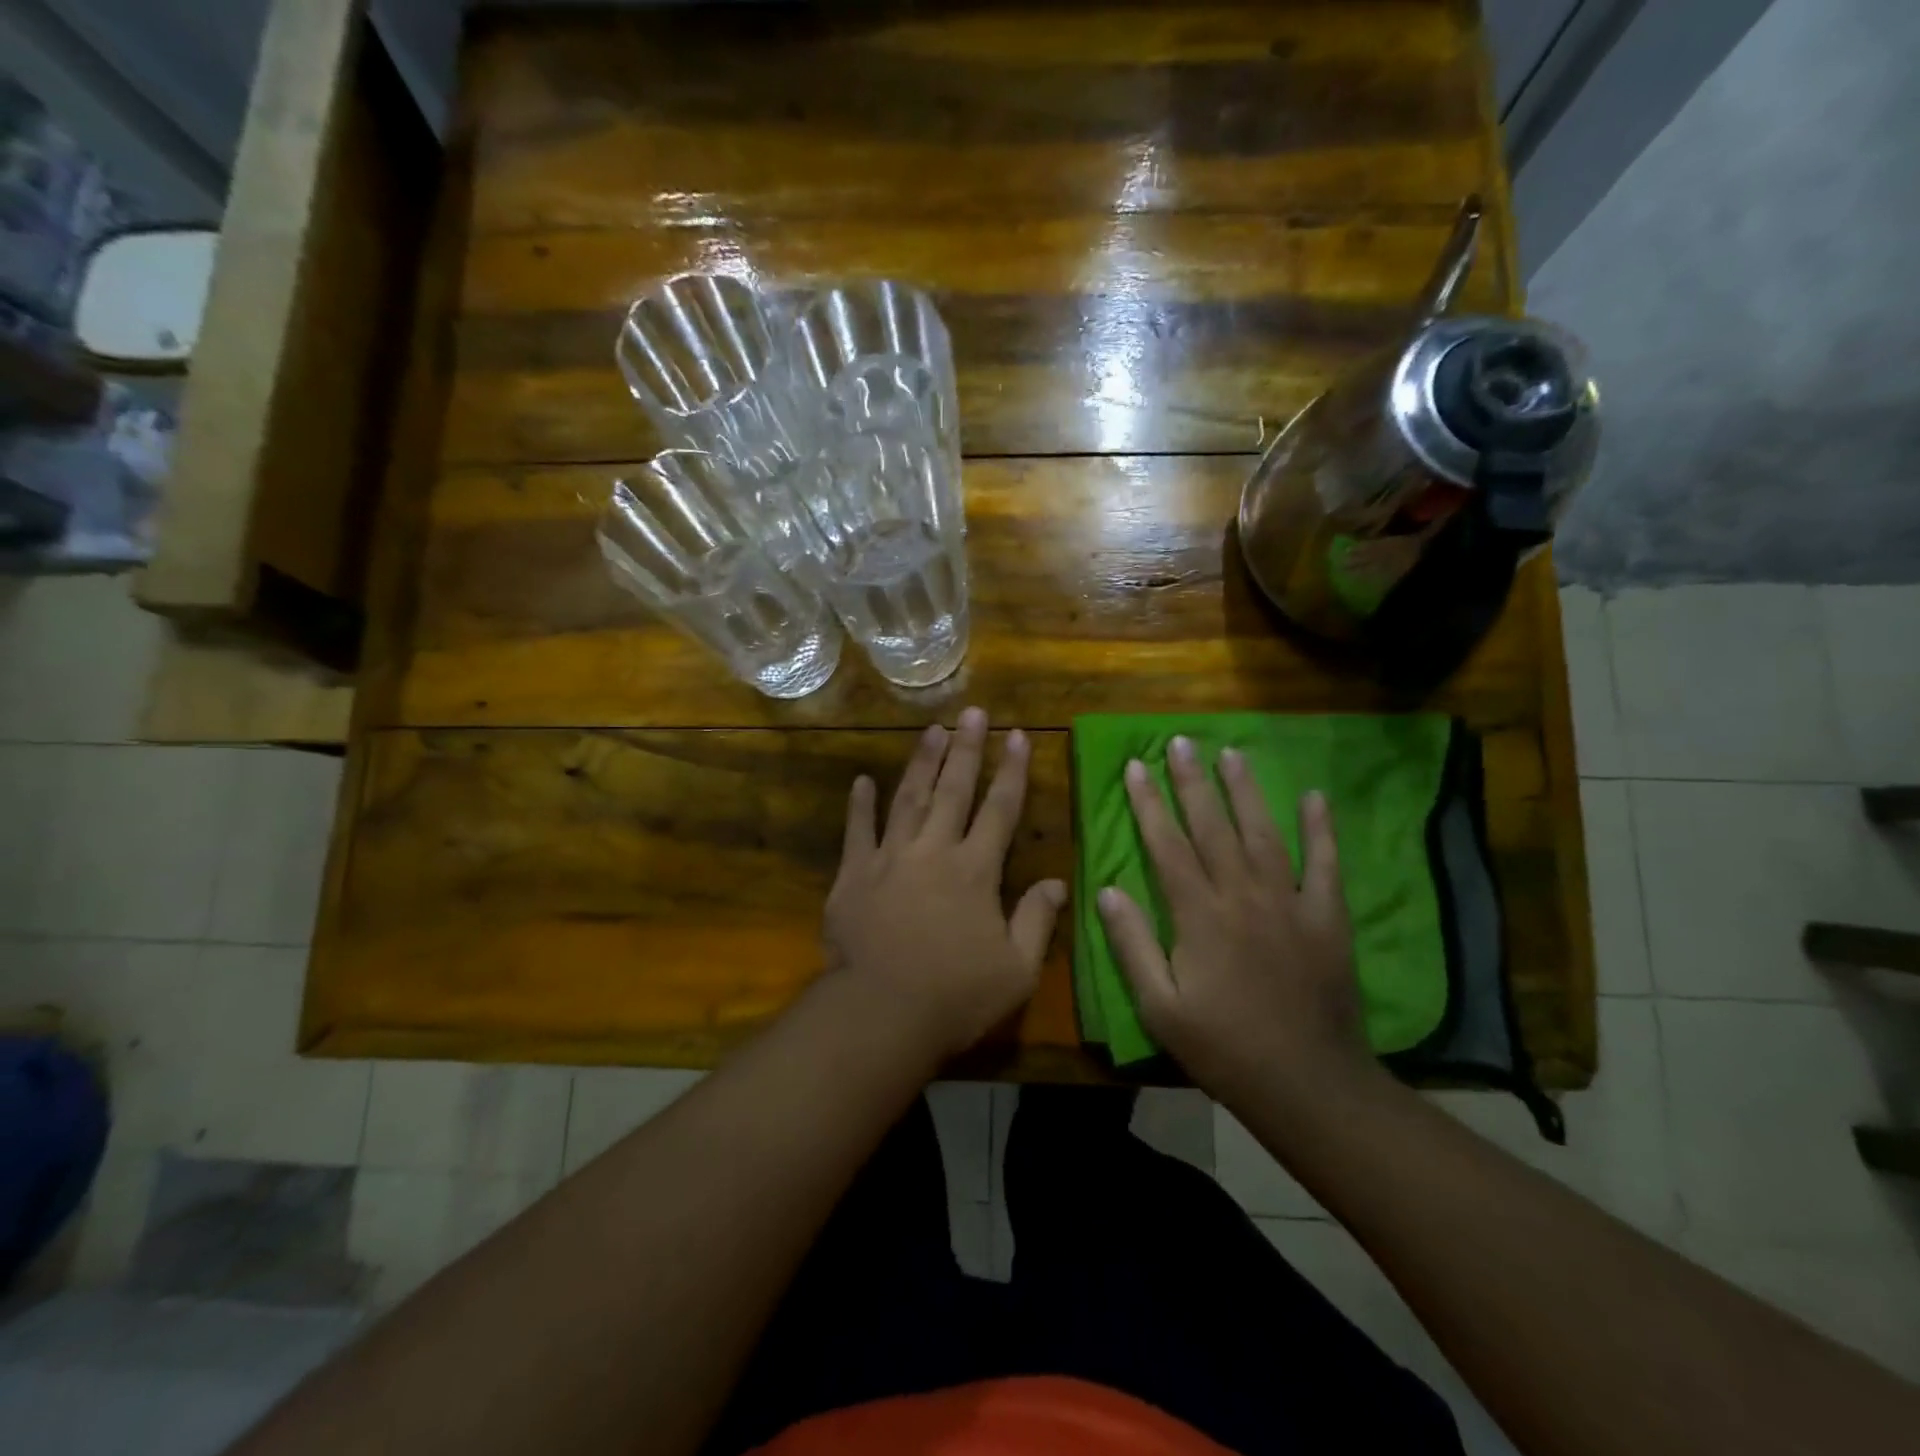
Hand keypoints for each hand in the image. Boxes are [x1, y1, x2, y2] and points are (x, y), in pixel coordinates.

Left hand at [823, 707, 1066, 1063]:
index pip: (1000, 809)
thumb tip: (1057, 882)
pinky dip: (859, 805)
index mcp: (975, 870)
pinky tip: (862, 781)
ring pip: (908, 798)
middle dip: (967, 748)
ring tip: (932, 729)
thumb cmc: (955, 996)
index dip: (1011, 770)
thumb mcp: (1016, 970)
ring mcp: (889, 858)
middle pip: (953, 790)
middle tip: (974, 713)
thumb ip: (1037, 921)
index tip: (1018, 735)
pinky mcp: (853, 875)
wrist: (879, 1014)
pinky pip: (857, 831)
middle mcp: (933, 851)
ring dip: (921, 762)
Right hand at [1096, 737, 1379, 1106]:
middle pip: (1213, 827)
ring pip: (1263, 833)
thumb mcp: (1159, 1006)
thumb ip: (1132, 944)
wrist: (1306, 1083)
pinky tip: (1314, 797)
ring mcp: (1290, 903)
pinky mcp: (1326, 918)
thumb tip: (1106, 890)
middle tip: (1180, 742)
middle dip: (1192, 781)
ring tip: (1231, 753)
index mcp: (1199, 916)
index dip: (1149, 804)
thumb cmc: (1222, 1047)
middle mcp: (1242, 896)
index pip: (1167, 845)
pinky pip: (1324, 864)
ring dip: (1245, 791)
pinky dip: (1321, 829)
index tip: (1135, 766)